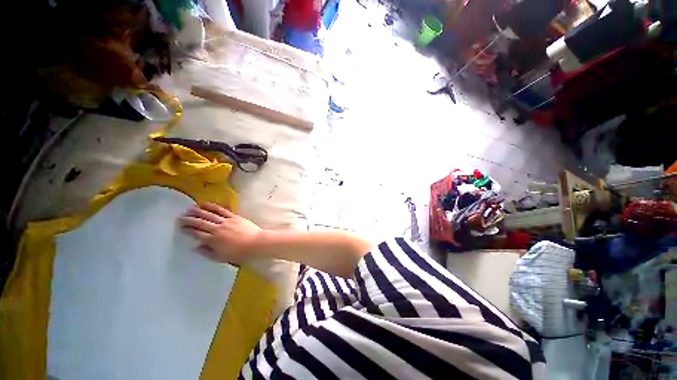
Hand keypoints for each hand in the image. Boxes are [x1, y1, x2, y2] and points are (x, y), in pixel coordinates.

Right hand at [179, 203, 262, 264]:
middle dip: (189, 219)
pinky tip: (206, 204)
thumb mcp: (222, 257)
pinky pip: (222, 210)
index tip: (180, 227)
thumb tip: (196, 247)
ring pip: (209, 214)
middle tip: (180, 217)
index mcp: (213, 240)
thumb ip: (208, 252)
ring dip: (198, 211)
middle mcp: (218, 229)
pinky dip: (213, 206)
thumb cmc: (240, 253)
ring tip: (189, 208)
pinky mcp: (234, 216)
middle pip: (200, 223)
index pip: (197, 233)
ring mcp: (226, 221)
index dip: (187, 230)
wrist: (257, 243)